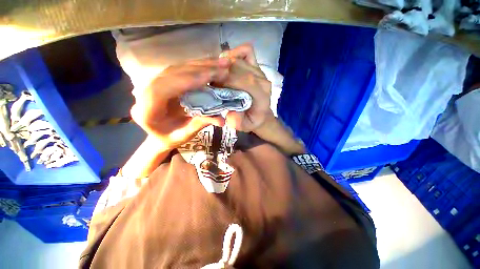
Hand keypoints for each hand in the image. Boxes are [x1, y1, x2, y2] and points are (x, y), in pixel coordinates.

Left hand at [130, 58, 230, 149]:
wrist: (160, 134)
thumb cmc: (170, 138)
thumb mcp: (184, 135)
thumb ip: (200, 124)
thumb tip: (222, 120)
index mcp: (146, 110)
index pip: (163, 89)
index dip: (185, 81)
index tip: (209, 77)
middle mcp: (145, 92)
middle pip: (171, 73)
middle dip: (199, 69)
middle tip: (222, 67)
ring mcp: (154, 83)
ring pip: (177, 68)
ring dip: (201, 64)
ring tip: (222, 62)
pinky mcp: (164, 80)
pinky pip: (181, 69)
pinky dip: (198, 66)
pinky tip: (211, 64)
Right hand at [220, 44, 274, 131]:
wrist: (261, 114)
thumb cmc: (252, 120)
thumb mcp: (245, 127)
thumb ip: (238, 122)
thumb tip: (230, 110)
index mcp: (261, 95)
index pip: (243, 81)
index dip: (226, 80)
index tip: (212, 86)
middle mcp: (262, 79)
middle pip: (239, 68)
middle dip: (221, 73)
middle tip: (211, 82)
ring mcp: (260, 71)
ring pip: (239, 59)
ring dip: (224, 65)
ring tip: (217, 76)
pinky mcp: (256, 65)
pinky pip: (246, 51)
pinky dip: (234, 54)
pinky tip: (227, 65)